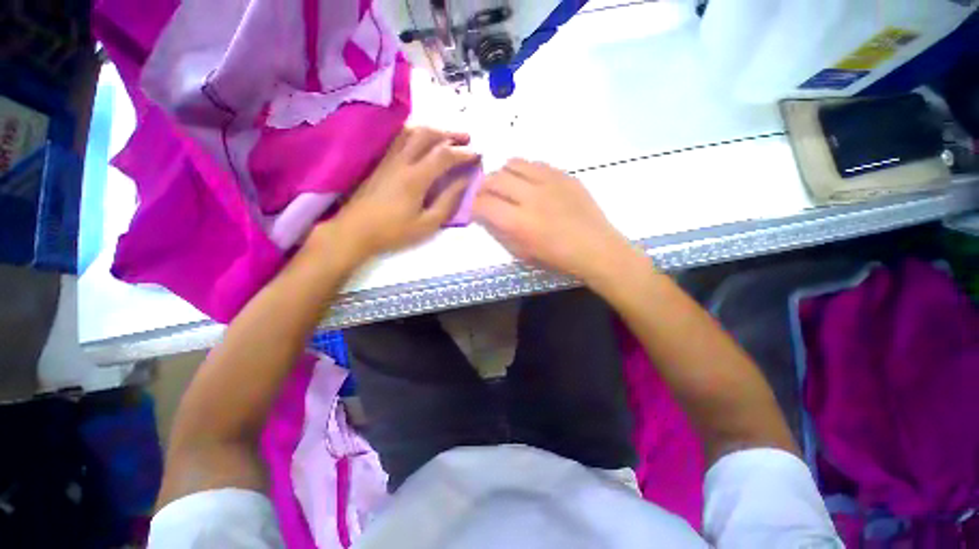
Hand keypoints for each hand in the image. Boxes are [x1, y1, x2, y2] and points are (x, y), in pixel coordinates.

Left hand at [313, 127, 478, 264]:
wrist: (355, 230)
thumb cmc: (394, 231)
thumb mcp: (427, 223)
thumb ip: (448, 201)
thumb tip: (464, 181)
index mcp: (415, 177)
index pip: (444, 155)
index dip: (464, 152)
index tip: (478, 154)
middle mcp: (402, 161)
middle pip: (427, 134)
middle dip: (450, 134)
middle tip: (467, 139)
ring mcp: (389, 159)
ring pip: (412, 132)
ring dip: (434, 131)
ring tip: (449, 138)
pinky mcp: (381, 162)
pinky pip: (401, 138)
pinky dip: (417, 134)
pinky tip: (424, 142)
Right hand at [473, 159, 636, 282]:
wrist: (596, 248)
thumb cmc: (558, 258)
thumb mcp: (523, 253)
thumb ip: (501, 232)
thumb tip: (486, 216)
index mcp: (520, 223)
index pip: (483, 204)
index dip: (472, 205)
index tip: (472, 208)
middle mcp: (531, 197)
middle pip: (495, 179)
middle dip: (483, 186)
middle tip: (485, 195)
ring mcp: (550, 182)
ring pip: (514, 163)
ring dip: (503, 174)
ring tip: (507, 185)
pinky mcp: (564, 175)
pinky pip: (536, 163)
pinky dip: (525, 171)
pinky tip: (530, 183)